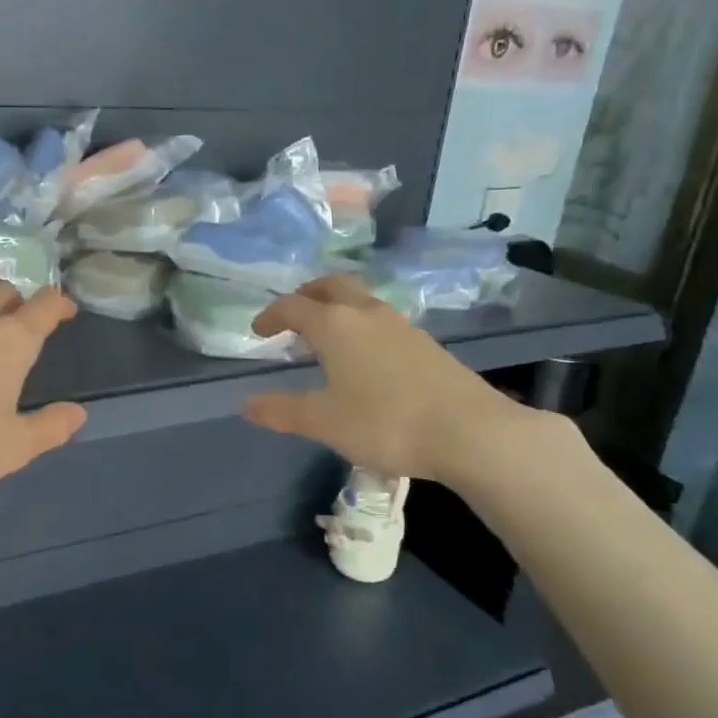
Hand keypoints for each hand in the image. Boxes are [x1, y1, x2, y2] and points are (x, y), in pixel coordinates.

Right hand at [240, 274, 534, 483]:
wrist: (471, 432)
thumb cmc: (386, 422)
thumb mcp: (324, 422)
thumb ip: (282, 411)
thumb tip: (247, 405)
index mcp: (335, 325)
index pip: (293, 306)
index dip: (271, 315)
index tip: (258, 331)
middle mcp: (367, 314)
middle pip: (332, 285)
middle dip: (307, 294)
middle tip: (293, 315)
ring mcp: (401, 326)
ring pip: (361, 300)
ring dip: (337, 308)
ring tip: (326, 337)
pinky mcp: (426, 343)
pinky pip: (382, 320)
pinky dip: (361, 325)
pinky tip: (365, 357)